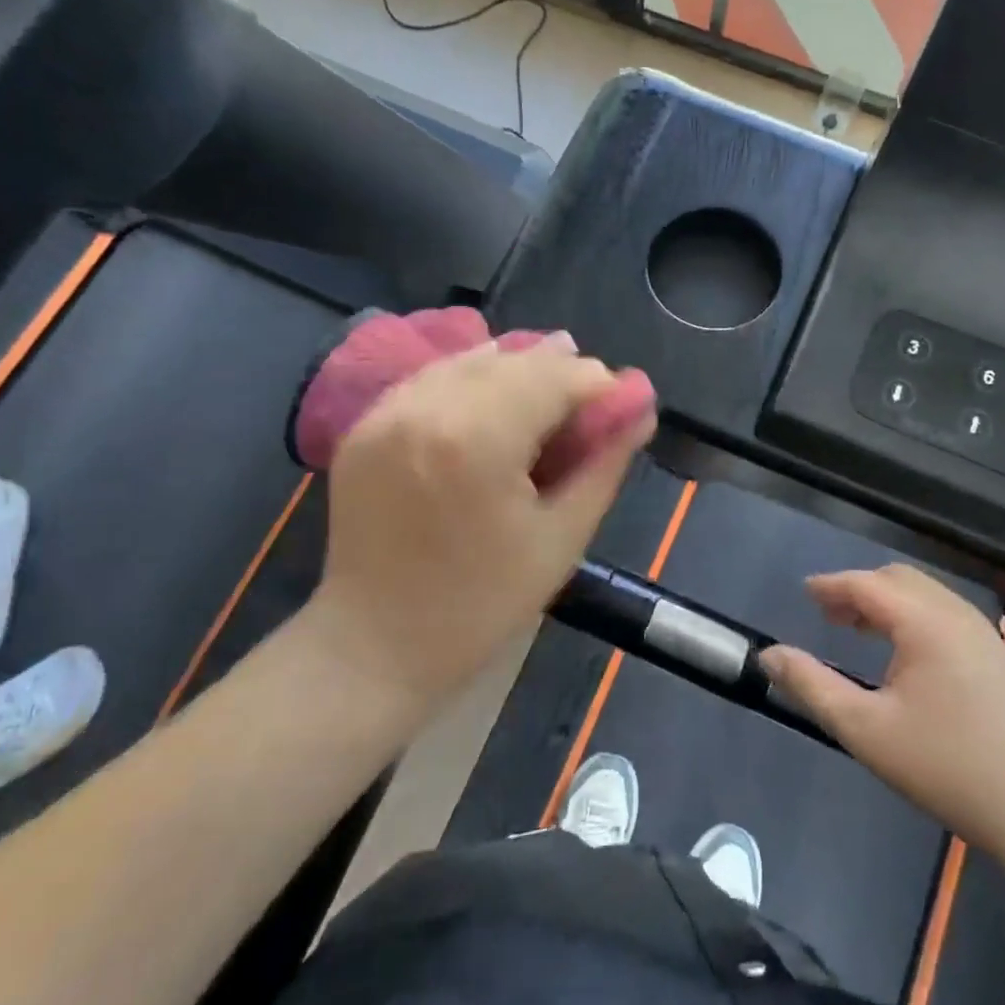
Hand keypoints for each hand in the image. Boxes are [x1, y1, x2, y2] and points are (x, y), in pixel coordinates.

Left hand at [311, 336, 655, 710]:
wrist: (374, 645)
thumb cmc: (481, 605)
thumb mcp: (562, 538)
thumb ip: (605, 462)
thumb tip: (639, 406)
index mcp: (477, 439)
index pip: (555, 375)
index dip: (598, 385)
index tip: (622, 409)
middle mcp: (427, 407)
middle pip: (514, 359)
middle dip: (560, 375)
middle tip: (588, 412)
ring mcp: (387, 411)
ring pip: (471, 360)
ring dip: (517, 373)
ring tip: (546, 406)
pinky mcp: (364, 423)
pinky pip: (433, 379)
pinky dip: (471, 383)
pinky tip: (493, 408)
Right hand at [762, 565, 1004, 859]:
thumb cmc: (949, 767)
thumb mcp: (866, 730)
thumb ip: (812, 686)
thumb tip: (769, 655)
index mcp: (925, 622)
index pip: (867, 584)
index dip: (831, 585)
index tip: (805, 592)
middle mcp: (958, 616)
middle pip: (899, 580)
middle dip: (859, 590)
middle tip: (829, 615)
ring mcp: (988, 637)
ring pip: (928, 598)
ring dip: (889, 604)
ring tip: (862, 631)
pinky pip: (949, 618)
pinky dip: (916, 619)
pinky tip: (909, 659)